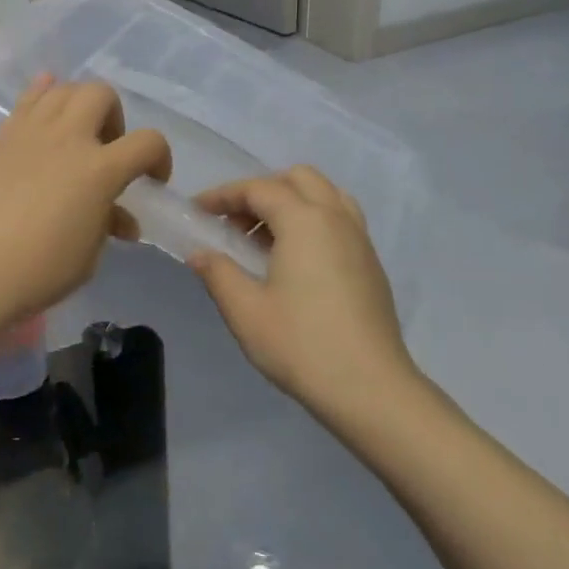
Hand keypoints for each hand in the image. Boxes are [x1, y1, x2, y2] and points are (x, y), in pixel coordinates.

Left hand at [0, 77, 169, 335]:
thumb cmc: (38, 271)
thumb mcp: (88, 256)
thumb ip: (107, 224)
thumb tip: (120, 219)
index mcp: (99, 169)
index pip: (148, 142)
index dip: (160, 158)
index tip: (152, 180)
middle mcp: (67, 138)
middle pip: (101, 94)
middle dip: (114, 118)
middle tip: (106, 149)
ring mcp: (29, 131)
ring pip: (62, 89)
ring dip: (78, 106)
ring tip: (73, 135)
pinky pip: (26, 101)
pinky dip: (42, 97)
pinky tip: (44, 115)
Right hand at [188, 167, 417, 408]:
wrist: (370, 389)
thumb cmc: (301, 345)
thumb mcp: (245, 311)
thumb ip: (218, 273)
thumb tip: (200, 253)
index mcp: (304, 221)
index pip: (258, 189)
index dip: (223, 195)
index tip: (197, 210)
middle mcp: (336, 218)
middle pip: (297, 179)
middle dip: (261, 191)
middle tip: (235, 224)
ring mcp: (360, 239)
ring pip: (324, 194)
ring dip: (291, 202)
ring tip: (265, 239)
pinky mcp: (371, 263)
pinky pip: (340, 218)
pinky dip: (313, 220)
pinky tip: (295, 260)